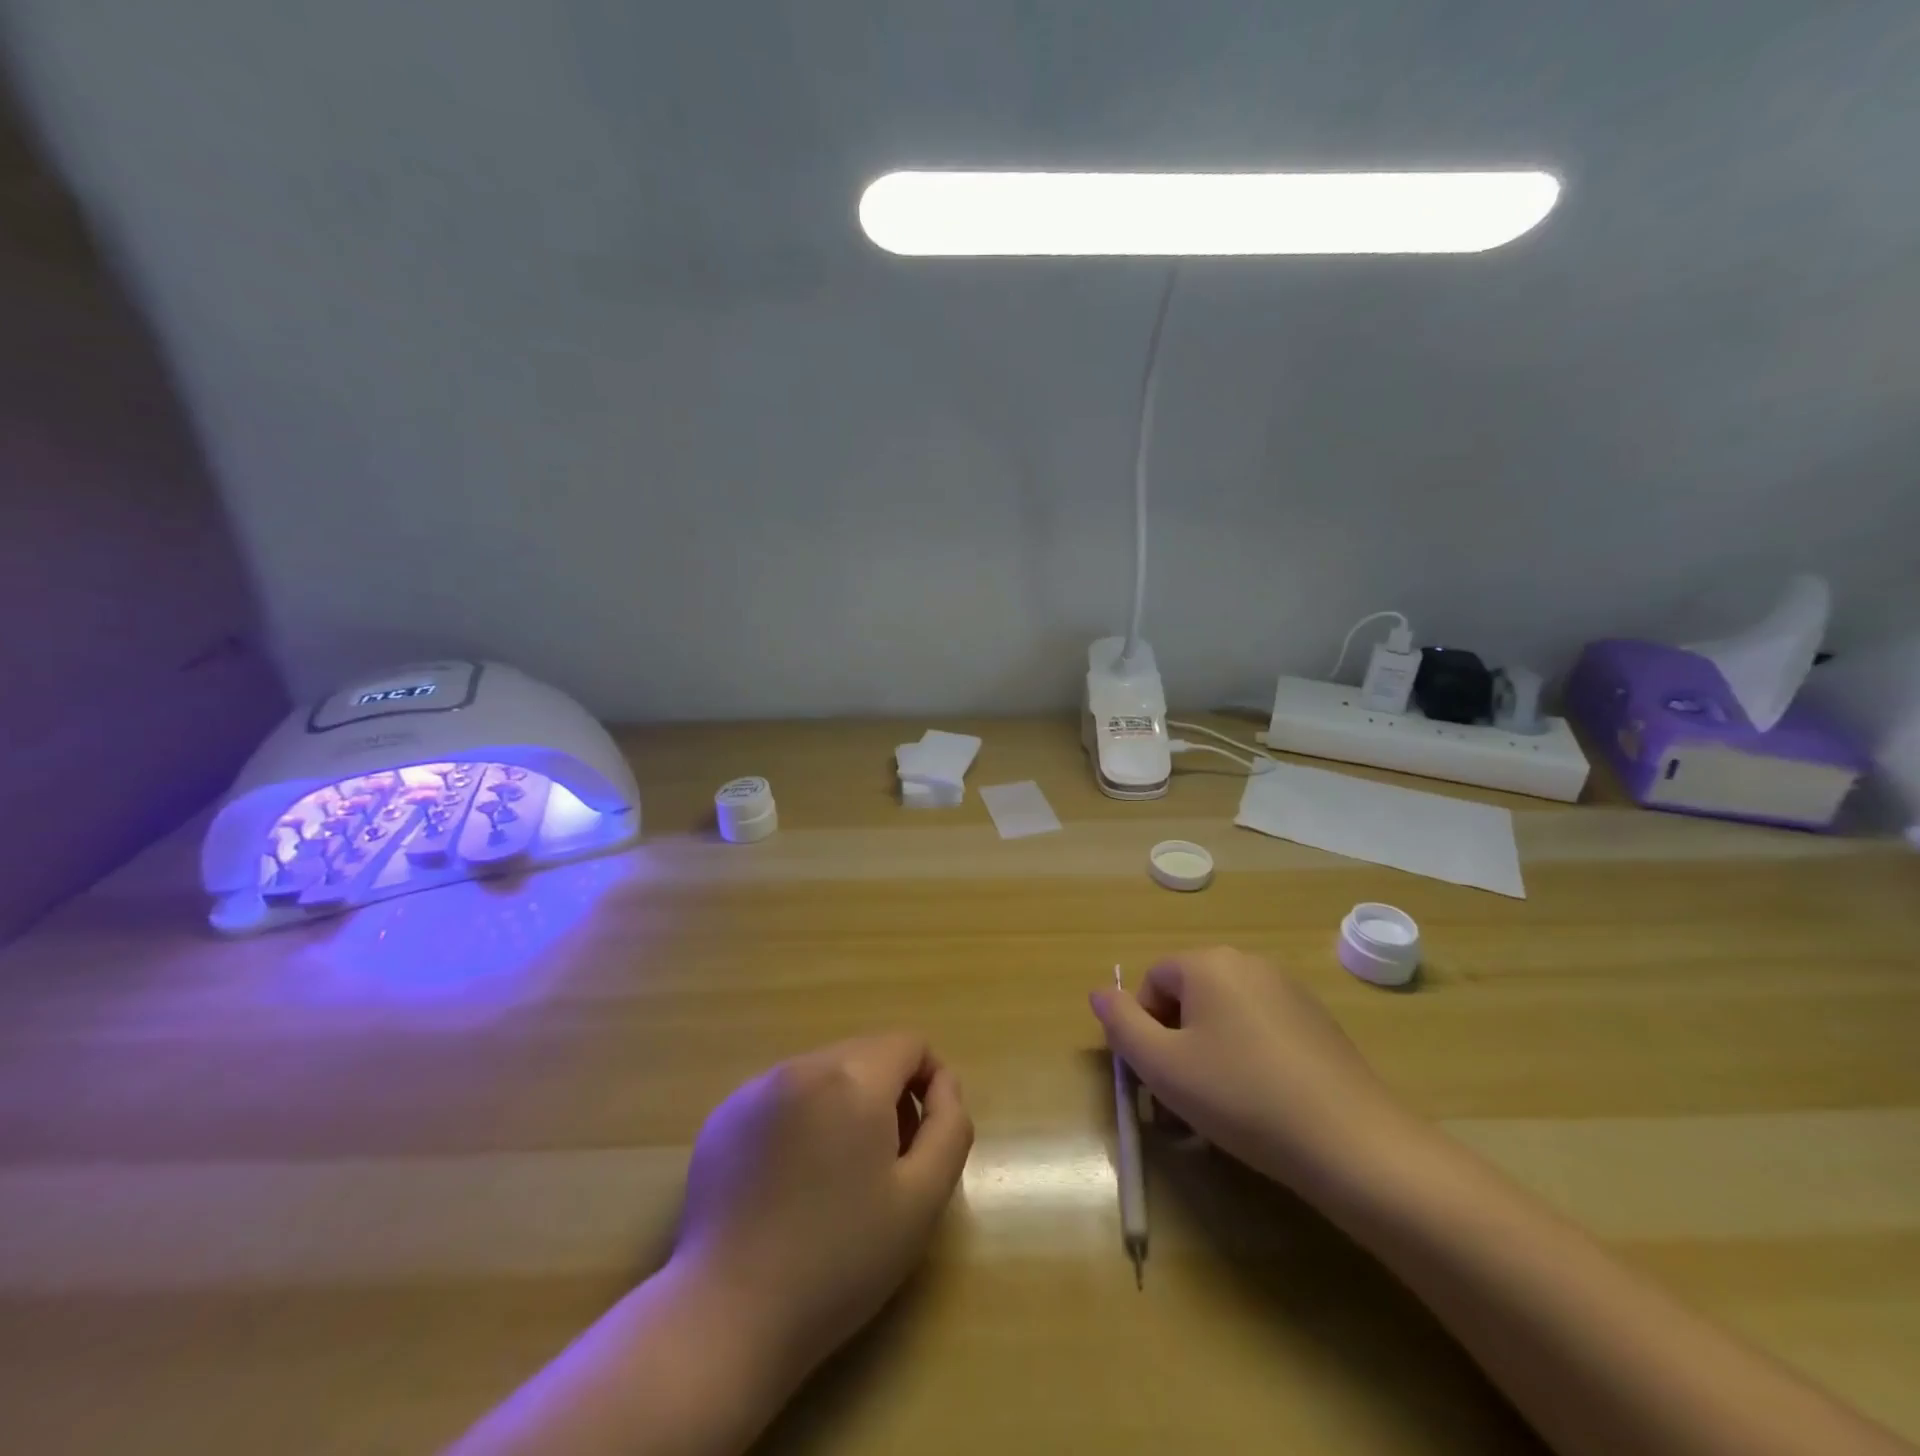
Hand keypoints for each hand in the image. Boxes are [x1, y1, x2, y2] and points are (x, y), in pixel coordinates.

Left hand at [669, 1033, 973, 1383]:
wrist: (728, 1315)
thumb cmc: (839, 1260)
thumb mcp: (922, 1200)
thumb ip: (949, 1126)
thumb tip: (943, 1083)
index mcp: (853, 1078)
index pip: (909, 1045)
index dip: (929, 1082)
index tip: (924, 1137)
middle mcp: (803, 1066)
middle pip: (865, 1054)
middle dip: (887, 1094)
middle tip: (884, 1163)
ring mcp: (756, 1088)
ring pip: (824, 1072)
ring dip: (843, 1104)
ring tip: (835, 1175)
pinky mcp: (724, 1116)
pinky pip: (782, 1095)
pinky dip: (801, 1118)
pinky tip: (790, 1180)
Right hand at [1090, 947, 1414, 1189]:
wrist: (1352, 1143)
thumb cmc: (1241, 1097)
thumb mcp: (1163, 1066)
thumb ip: (1121, 1024)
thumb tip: (1099, 992)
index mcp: (1208, 964)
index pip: (1153, 982)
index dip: (1144, 1029)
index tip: (1156, 1077)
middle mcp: (1248, 963)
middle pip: (1189, 997)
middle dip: (1175, 1044)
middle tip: (1181, 1099)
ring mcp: (1288, 991)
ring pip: (1225, 1017)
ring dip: (1208, 1055)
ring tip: (1218, 1110)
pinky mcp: (1317, 1022)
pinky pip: (1261, 1030)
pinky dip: (1247, 1059)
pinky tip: (1260, 1104)